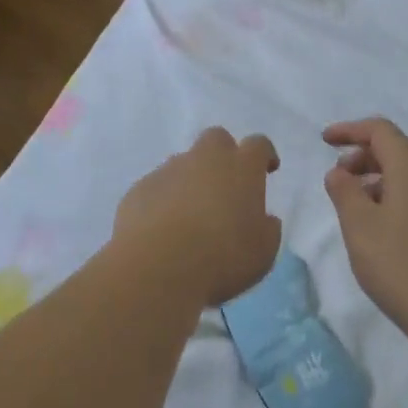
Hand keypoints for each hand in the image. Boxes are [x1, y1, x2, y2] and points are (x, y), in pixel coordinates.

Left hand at [113, 128, 282, 306]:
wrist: (157, 267)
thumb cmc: (222, 258)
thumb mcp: (263, 251)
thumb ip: (268, 229)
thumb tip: (265, 219)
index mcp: (241, 168)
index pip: (258, 145)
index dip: (264, 155)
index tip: (267, 169)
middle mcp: (204, 159)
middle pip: (216, 139)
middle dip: (223, 155)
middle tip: (226, 186)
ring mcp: (168, 171)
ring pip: (183, 163)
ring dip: (191, 180)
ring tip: (191, 215)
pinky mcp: (139, 189)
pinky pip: (157, 186)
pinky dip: (164, 200)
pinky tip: (163, 228)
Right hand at [323, 117, 407, 342]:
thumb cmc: (402, 267)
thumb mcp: (359, 228)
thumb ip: (344, 192)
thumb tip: (339, 171)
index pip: (380, 130)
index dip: (350, 130)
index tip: (324, 141)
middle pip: (399, 150)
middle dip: (365, 157)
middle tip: (340, 178)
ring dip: (383, 180)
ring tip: (359, 208)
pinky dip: (401, 198)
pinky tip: (389, 230)